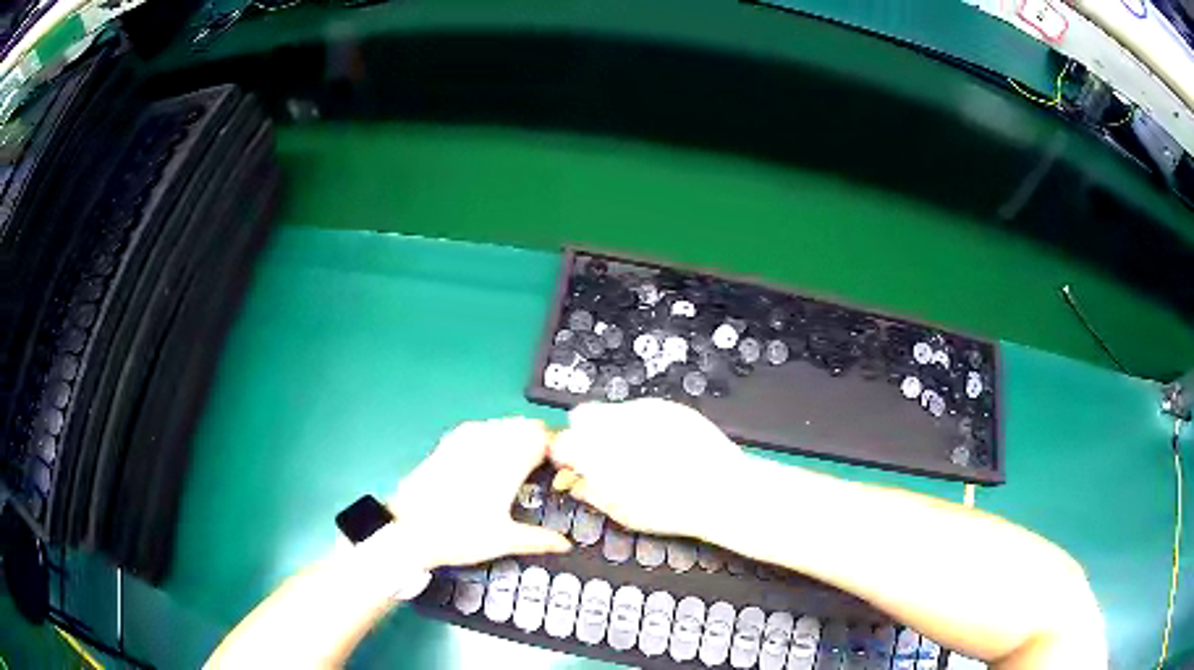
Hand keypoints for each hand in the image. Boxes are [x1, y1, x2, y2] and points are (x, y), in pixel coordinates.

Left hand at [386, 417, 571, 570]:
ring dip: (516, 436)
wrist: (409, 530)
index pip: (541, 437)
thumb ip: (539, 540)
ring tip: (519, 462)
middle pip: (523, 425)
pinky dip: (493, 435)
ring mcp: (464, 440)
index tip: (561, 466)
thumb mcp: (504, 541)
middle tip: (543, 467)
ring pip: (502, 423)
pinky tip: (489, 457)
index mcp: (506, 463)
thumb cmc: (460, 535)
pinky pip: (480, 427)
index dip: (556, 448)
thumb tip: (565, 545)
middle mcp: (487, 444)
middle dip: (538, 441)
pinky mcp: (447, 443)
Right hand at [550, 399, 747, 539]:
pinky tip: (662, 446)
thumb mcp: (621, 511)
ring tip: (639, 454)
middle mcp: (615, 423)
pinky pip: (643, 410)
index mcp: (596, 451)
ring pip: (614, 411)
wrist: (720, 492)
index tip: (575, 465)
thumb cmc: (668, 508)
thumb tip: (577, 482)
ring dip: (616, 428)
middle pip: (583, 415)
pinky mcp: (669, 406)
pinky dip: (644, 424)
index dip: (566, 454)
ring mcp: (644, 410)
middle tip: (604, 457)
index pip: (562, 441)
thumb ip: (591, 491)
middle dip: (587, 434)